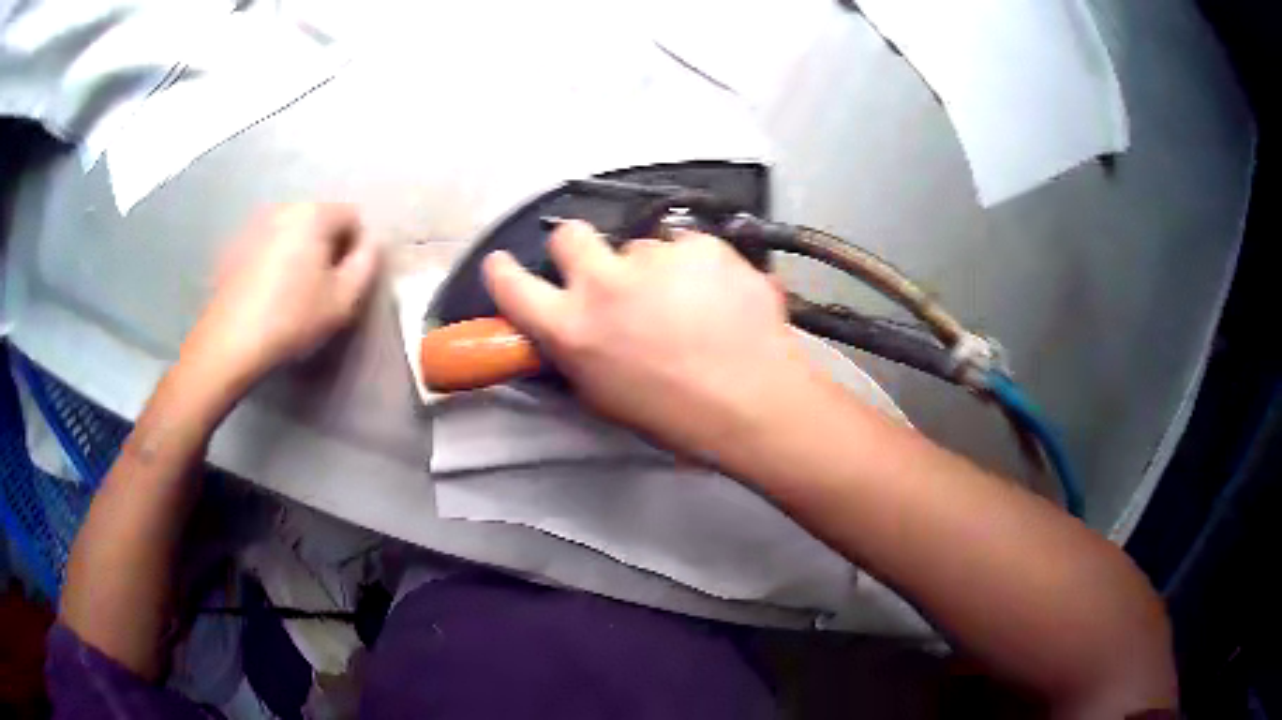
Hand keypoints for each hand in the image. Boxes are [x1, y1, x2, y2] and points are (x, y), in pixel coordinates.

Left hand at [183, 204, 379, 392]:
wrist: (230, 342)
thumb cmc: (292, 319)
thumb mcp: (343, 299)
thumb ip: (367, 264)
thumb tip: (372, 244)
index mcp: (314, 214)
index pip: (353, 216)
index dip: (357, 248)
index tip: (347, 280)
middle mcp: (284, 207)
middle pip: (320, 220)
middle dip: (327, 247)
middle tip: (322, 288)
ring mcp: (255, 224)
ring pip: (292, 232)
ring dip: (299, 253)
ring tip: (293, 291)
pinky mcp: (234, 246)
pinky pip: (267, 245)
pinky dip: (274, 260)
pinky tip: (268, 293)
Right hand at [483, 220, 825, 462]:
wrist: (756, 403)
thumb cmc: (677, 418)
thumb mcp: (605, 396)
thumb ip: (579, 353)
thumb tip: (571, 329)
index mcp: (572, 328)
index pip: (511, 285)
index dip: (502, 271)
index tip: (503, 264)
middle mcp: (604, 283)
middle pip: (569, 234)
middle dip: (579, 248)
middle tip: (607, 273)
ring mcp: (656, 258)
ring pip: (641, 245)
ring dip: (653, 267)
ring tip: (689, 302)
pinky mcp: (702, 246)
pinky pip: (689, 247)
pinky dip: (698, 267)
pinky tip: (720, 296)